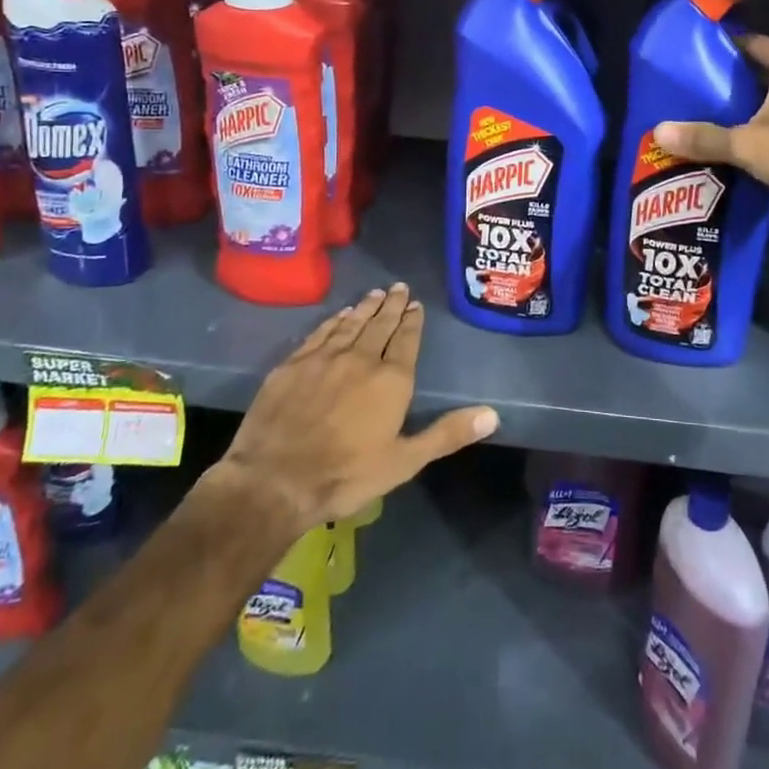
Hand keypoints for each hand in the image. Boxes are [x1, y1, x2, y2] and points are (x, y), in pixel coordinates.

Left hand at [210, 284, 497, 534]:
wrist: (275, 480)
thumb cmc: (346, 475)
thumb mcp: (404, 461)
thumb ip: (447, 434)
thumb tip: (493, 414)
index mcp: (391, 380)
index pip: (407, 341)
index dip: (413, 322)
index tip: (416, 305)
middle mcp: (361, 359)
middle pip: (380, 325)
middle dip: (392, 306)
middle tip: (399, 287)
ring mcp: (324, 358)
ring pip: (351, 324)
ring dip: (365, 308)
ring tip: (375, 294)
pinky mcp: (293, 364)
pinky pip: (320, 333)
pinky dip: (334, 321)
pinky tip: (339, 316)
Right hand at [655, 35, 768, 244]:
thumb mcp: (747, 145)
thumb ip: (703, 138)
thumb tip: (658, 133)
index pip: (750, 43)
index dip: (720, 52)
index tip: (691, 64)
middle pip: (764, 70)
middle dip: (732, 83)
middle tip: (695, 95)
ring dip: (752, 106)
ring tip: (714, 118)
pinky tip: (747, 142)